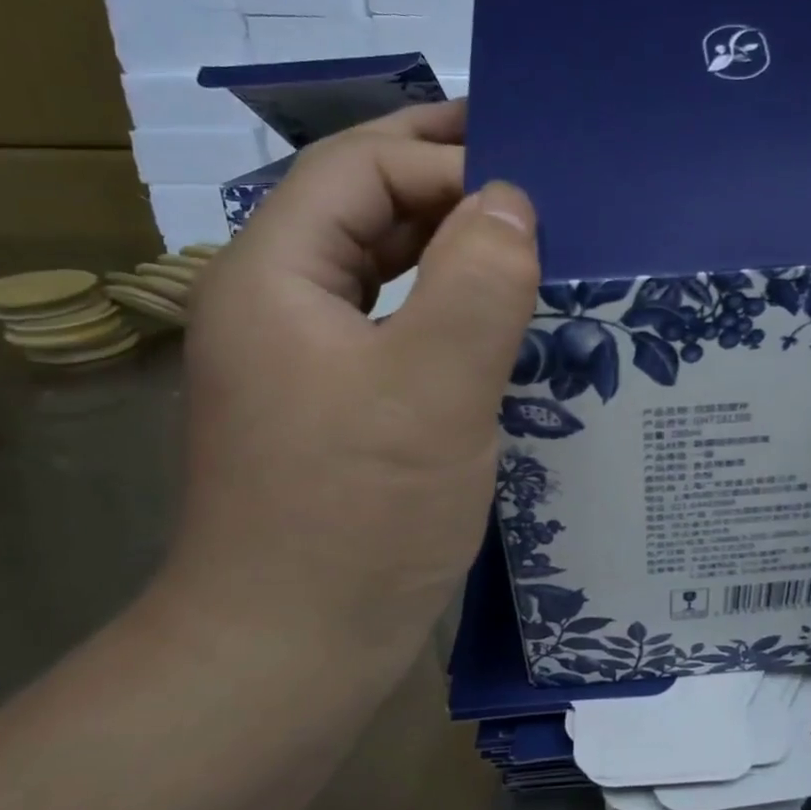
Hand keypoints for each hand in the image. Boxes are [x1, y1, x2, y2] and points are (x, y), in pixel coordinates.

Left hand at [155, 101, 539, 670]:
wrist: (287, 652)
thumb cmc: (357, 517)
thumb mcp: (432, 390)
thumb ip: (477, 281)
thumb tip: (511, 200)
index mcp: (275, 275)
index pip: (358, 168)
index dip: (444, 157)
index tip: (531, 180)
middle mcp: (275, 302)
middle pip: (360, 207)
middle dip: (444, 182)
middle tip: (535, 176)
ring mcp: (300, 358)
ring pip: (378, 266)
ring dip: (446, 243)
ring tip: (525, 238)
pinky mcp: (331, 404)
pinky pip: (391, 324)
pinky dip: (442, 304)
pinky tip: (493, 318)